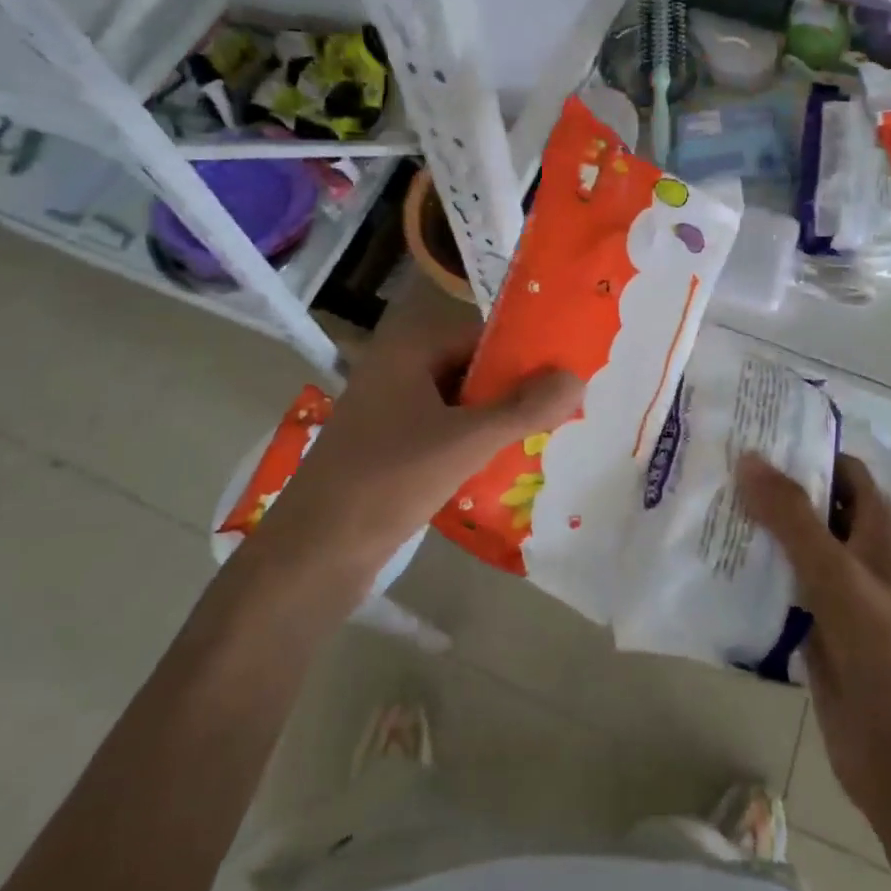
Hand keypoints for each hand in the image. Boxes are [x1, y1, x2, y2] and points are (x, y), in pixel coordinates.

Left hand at [248, 296, 581, 594]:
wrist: (314, 554)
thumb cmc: (388, 481)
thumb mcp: (465, 441)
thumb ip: (523, 408)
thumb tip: (577, 375)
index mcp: (408, 350)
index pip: (481, 335)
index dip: (523, 354)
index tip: (565, 376)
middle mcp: (396, 371)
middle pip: (470, 369)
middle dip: (512, 391)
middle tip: (562, 412)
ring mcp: (387, 411)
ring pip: (457, 405)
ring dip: (494, 421)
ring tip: (543, 440)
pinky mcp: (386, 448)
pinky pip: (441, 433)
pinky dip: (470, 445)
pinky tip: (503, 467)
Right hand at [741, 452, 890, 824]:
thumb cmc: (883, 652)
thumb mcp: (837, 574)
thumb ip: (792, 517)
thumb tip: (749, 458)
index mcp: (876, 533)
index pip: (843, 471)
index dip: (807, 449)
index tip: (757, 435)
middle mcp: (856, 556)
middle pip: (812, 507)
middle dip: (771, 488)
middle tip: (716, 467)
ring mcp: (834, 595)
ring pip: (791, 549)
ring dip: (756, 531)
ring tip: (704, 507)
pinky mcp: (813, 630)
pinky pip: (778, 590)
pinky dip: (751, 575)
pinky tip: (712, 566)